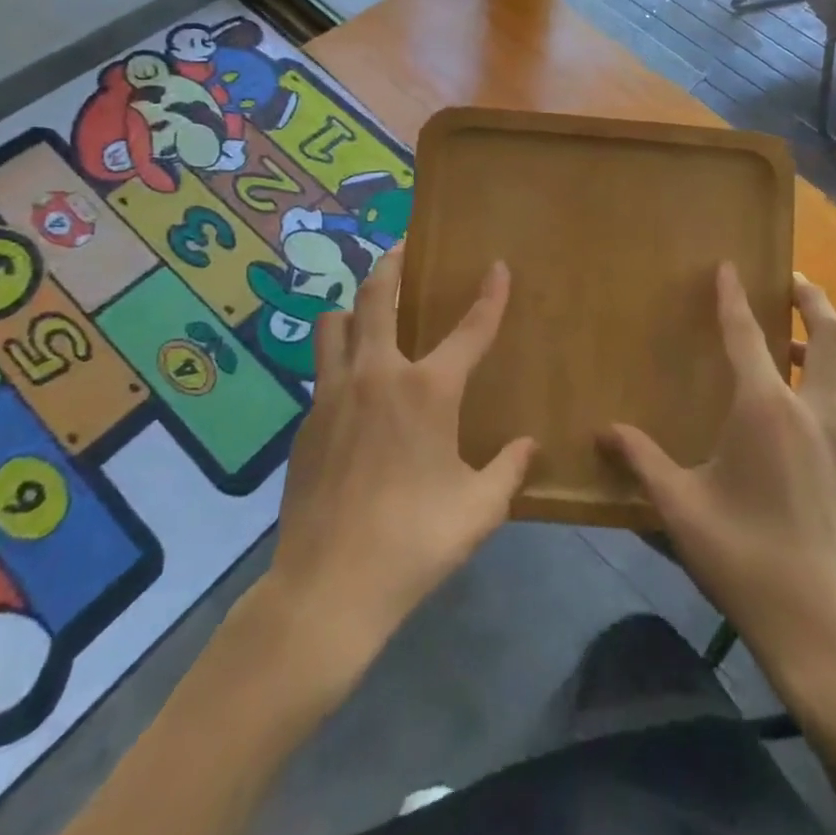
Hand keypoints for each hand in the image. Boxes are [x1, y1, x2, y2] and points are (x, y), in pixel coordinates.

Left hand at [263, 248, 535, 664]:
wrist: (326, 589)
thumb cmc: (413, 543)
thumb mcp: (478, 510)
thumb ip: (508, 470)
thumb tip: (528, 445)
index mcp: (427, 390)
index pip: (470, 329)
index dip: (490, 295)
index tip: (497, 266)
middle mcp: (378, 376)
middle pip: (378, 296)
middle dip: (392, 263)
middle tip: (400, 245)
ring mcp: (334, 394)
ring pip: (334, 323)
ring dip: (353, 306)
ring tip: (367, 309)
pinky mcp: (307, 422)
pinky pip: (322, 368)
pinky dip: (338, 356)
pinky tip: (352, 385)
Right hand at [599, 266, 835, 678]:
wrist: (825, 630)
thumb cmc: (746, 560)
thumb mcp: (681, 509)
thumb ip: (642, 461)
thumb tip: (602, 431)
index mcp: (766, 410)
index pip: (745, 336)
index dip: (733, 297)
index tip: (728, 266)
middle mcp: (814, 411)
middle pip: (831, 335)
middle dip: (813, 299)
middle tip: (794, 282)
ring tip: (809, 344)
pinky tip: (822, 406)